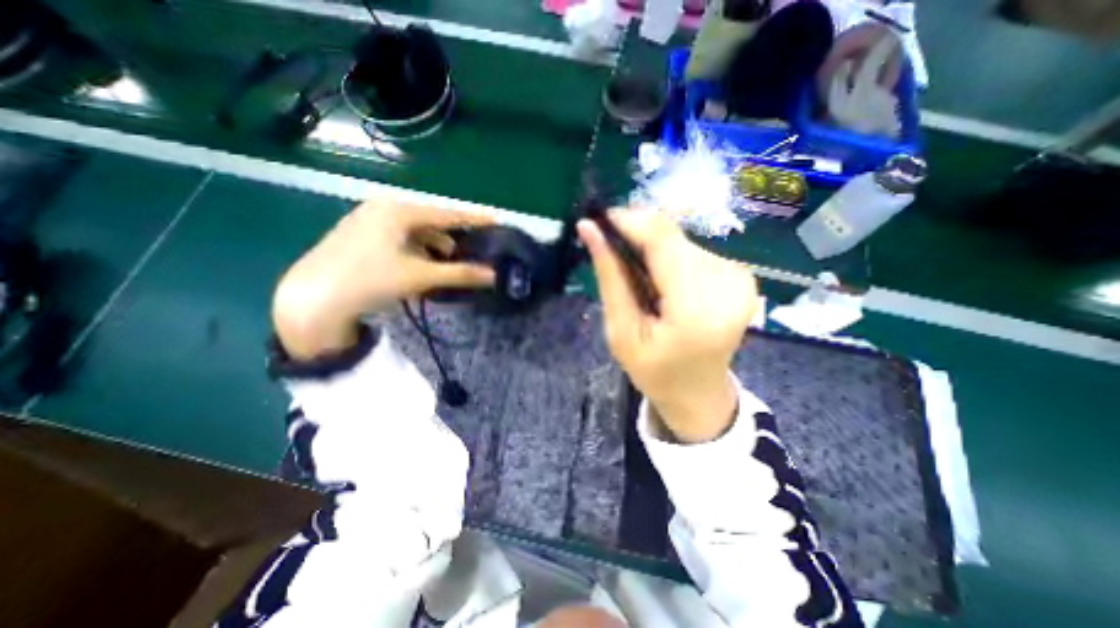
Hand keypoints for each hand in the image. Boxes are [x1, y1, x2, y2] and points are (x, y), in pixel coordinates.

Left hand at [271, 200, 492, 360]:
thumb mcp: (420, 276)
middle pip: (430, 221)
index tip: (495, 222)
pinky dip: (416, 250)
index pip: (446, 213)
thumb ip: (460, 274)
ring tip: (447, 265)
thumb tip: (493, 276)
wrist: (313, 299)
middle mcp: (383, 208)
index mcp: (399, 210)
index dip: (473, 219)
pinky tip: (421, 266)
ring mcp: (368, 220)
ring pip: (414, 231)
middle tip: (472, 252)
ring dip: (433, 247)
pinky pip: (399, 238)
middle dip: (452, 238)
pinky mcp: (359, 235)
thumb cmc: (370, 280)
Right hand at [583, 208, 755, 444]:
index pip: (662, 241)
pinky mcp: (743, 277)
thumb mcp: (621, 331)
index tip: (601, 220)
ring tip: (642, 279)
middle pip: (672, 237)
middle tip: (614, 253)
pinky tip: (666, 282)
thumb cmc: (654, 371)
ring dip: (655, 250)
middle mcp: (727, 287)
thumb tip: (589, 229)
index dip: (629, 221)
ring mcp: (741, 280)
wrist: (698, 392)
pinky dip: (673, 258)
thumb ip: (609, 277)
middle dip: (638, 236)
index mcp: (695, 311)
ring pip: (682, 240)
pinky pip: (696, 251)